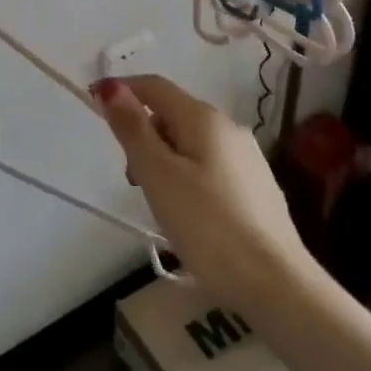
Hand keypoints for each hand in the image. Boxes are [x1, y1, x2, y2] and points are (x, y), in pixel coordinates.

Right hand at [93, 74, 313, 311]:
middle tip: (133, 180)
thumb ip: (133, 129)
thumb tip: (111, 86)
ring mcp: (247, 157)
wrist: (276, 284)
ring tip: (161, 204)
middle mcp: (229, 127)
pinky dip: (188, 177)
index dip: (121, 90)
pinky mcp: (256, 187)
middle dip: (144, 135)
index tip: (94, 105)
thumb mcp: (158, 175)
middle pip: (172, 114)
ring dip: (164, 160)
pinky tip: (191, 215)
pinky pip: (209, 166)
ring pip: (191, 143)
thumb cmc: (208, 226)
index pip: (154, 86)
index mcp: (204, 118)